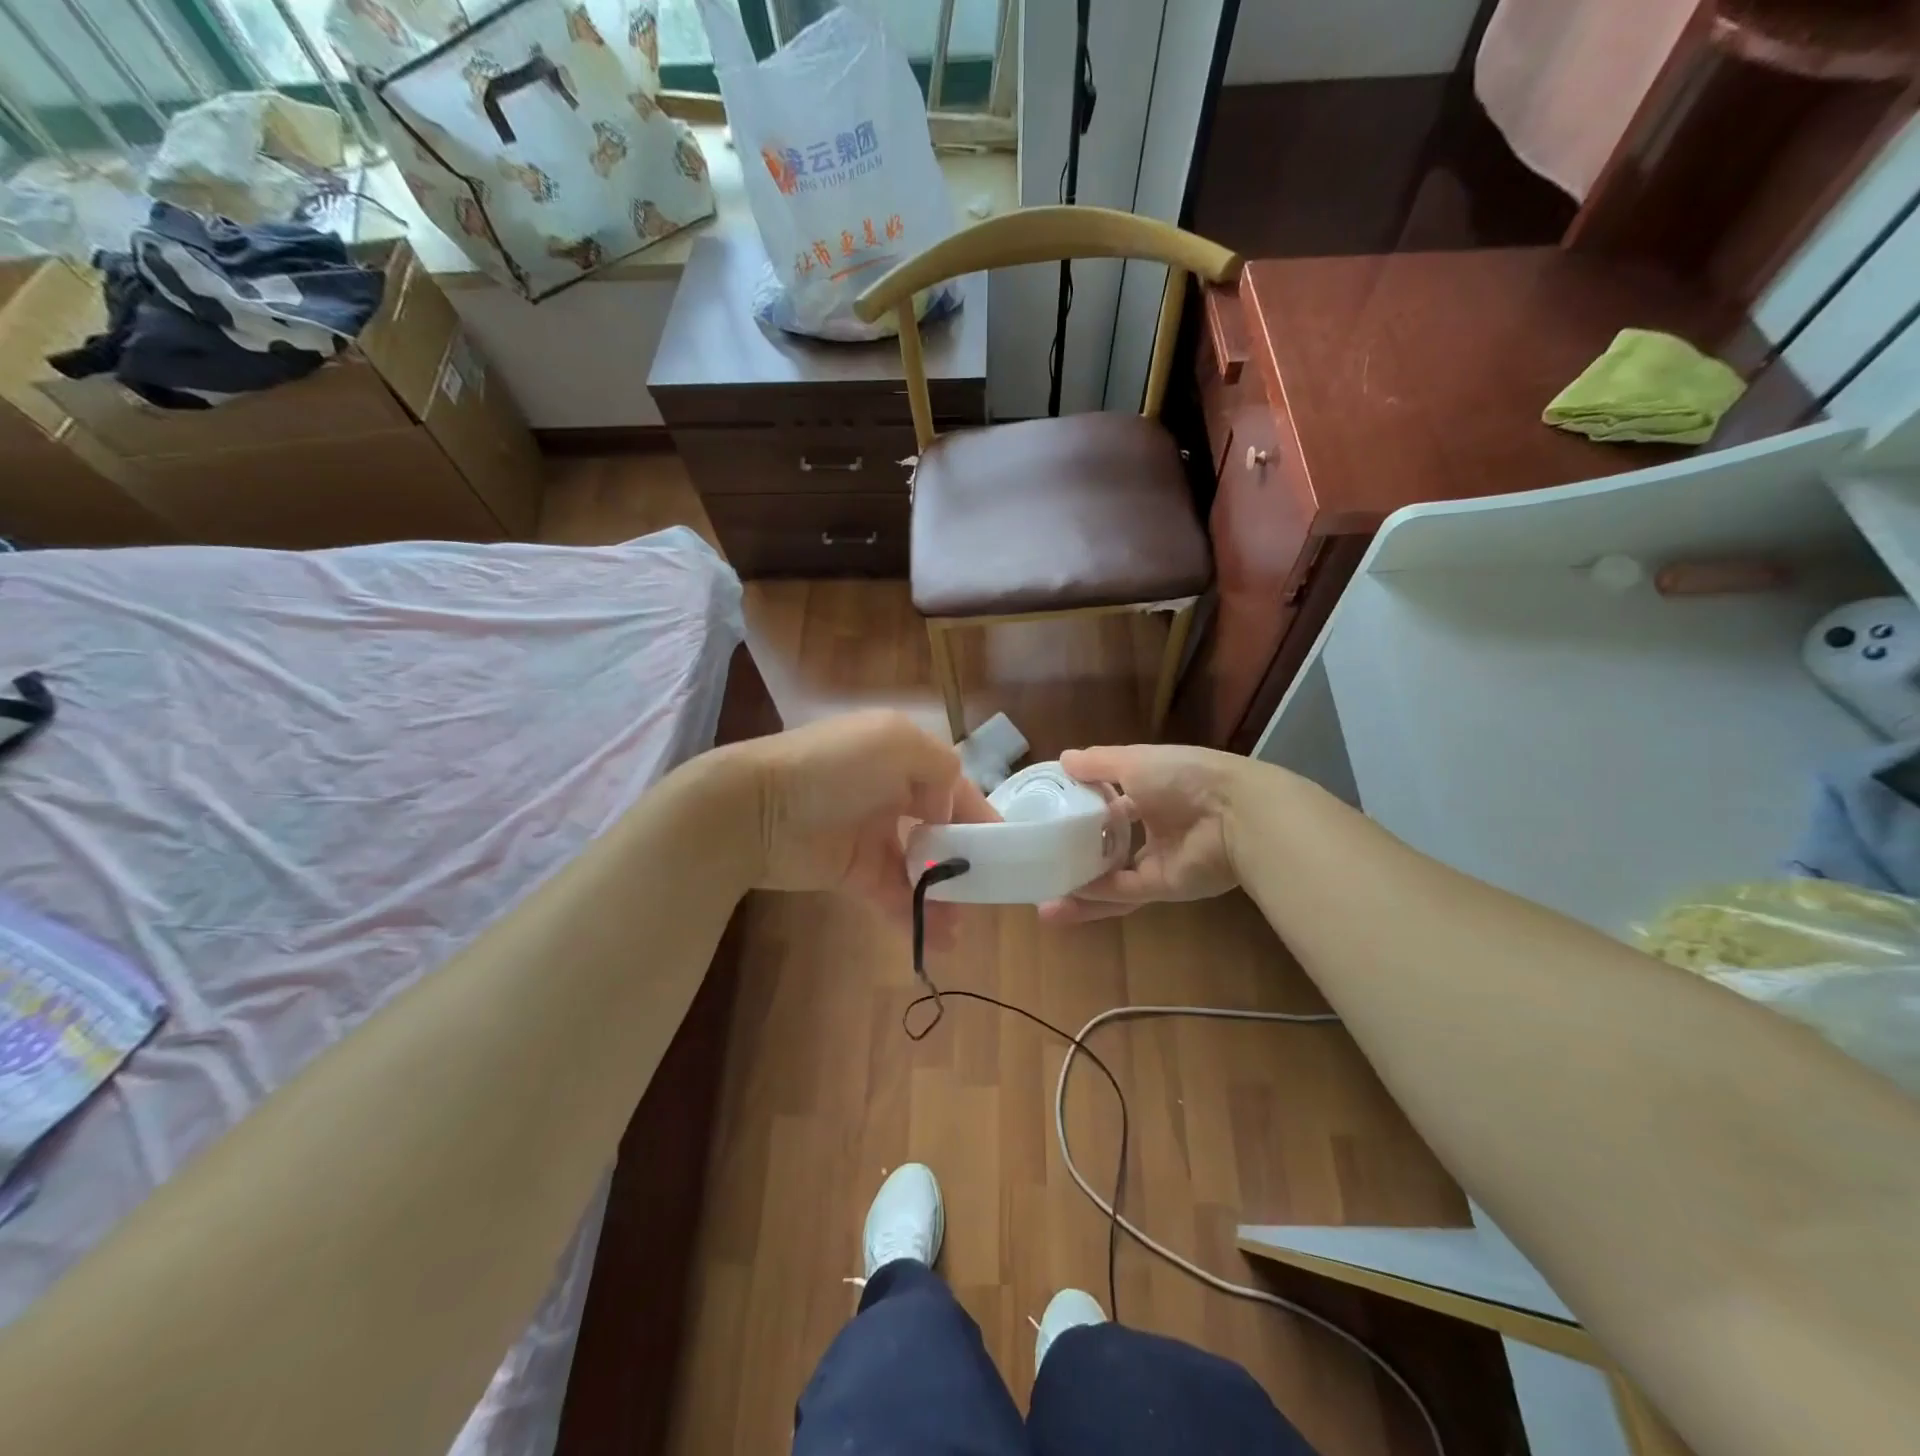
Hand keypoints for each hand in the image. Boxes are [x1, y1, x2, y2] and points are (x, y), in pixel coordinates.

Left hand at [720, 710, 996, 945]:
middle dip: (965, 859)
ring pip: (919, 867)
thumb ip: (938, 767)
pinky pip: (892, 894)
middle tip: (988, 892)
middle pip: (939, 828)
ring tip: (963, 925)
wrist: (752, 808)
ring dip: (944, 895)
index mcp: (899, 756)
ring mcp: (869, 834)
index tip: (1005, 848)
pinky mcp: (851, 871)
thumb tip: (944, 808)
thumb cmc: (830, 767)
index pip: (952, 785)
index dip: (978, 813)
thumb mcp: (894, 742)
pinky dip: (914, 915)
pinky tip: (938, 939)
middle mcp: (888, 792)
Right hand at [1038, 744, 1245, 923]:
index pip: (1110, 800)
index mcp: (1150, 790)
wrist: (1235, 815)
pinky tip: (1062, 901)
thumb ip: (1098, 763)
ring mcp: (1158, 858)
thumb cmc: (1183, 777)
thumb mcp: (1134, 760)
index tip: (1048, 815)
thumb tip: (1063, 759)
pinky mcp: (1163, 886)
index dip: (1082, 807)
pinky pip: (1122, 893)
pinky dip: (1094, 897)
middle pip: (1108, 843)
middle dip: (1075, 853)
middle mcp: (1153, 825)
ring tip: (1040, 898)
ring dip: (1078, 887)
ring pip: (1111, 875)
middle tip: (1039, 861)